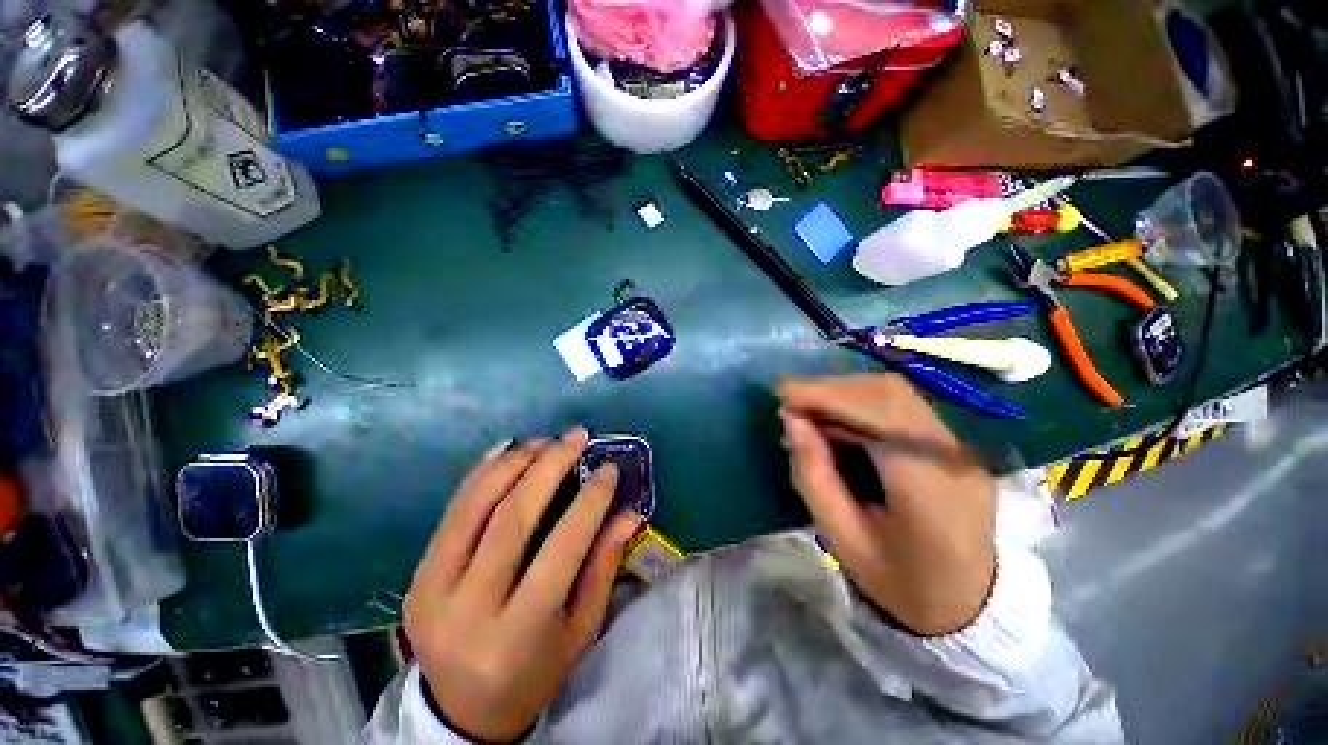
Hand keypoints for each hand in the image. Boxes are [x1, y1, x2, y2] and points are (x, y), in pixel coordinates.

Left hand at [403, 427, 641, 741]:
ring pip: (475, 508)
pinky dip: (479, 474)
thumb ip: (603, 568)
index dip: (589, 501)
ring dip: (514, 463)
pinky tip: (506, 449)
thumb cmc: (534, 672)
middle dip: (549, 467)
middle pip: (512, 519)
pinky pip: (450, 514)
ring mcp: (432, 592)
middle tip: (577, 436)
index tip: (609, 467)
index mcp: (518, 635)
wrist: (463, 710)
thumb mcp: (580, 630)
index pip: (561, 550)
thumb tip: (628, 513)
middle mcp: (468, 611)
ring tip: (545, 440)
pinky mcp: (416, 578)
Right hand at [776, 374, 996, 636]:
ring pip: (897, 394)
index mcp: (930, 492)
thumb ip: (814, 477)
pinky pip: (902, 407)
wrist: (967, 605)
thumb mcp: (843, 539)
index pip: (881, 418)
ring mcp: (960, 449)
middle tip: (789, 399)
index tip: (783, 395)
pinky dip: (860, 402)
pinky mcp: (954, 445)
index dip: (828, 396)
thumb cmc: (898, 581)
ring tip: (806, 407)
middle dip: (831, 389)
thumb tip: (793, 421)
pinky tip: (835, 417)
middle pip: (890, 395)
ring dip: (844, 392)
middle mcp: (954, 459)